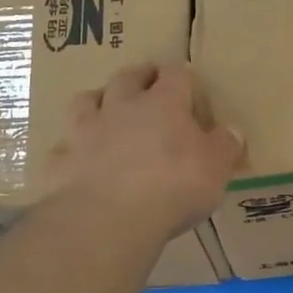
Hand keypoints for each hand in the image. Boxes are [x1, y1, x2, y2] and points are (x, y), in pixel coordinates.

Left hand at [52, 63, 243, 235]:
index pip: (175, 74)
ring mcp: (85, 131)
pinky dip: (72, 149)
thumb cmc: (174, 186)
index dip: (181, 74)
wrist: (109, 218)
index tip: (186, 78)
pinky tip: (78, 159)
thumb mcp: (216, 168)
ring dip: (97, 100)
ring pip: (85, 101)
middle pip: (127, 77)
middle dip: (139, 75)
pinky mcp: (61, 161)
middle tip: (146, 80)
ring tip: (104, 108)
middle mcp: (121, 107)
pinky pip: (63, 147)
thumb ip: (224, 146)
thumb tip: (232, 131)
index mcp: (163, 103)